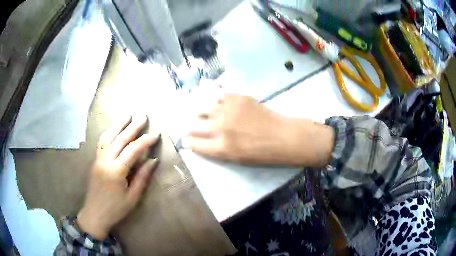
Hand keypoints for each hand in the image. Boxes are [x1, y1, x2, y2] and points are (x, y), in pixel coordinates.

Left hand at [77, 115, 159, 239]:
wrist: (95, 214)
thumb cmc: (116, 209)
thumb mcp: (132, 197)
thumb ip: (142, 177)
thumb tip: (153, 160)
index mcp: (116, 171)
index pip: (133, 150)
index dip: (145, 141)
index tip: (156, 134)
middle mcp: (106, 161)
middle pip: (120, 139)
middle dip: (133, 127)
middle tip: (143, 117)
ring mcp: (99, 159)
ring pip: (108, 137)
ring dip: (118, 125)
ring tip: (127, 115)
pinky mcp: (95, 161)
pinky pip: (101, 143)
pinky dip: (108, 133)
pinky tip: (112, 128)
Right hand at [184, 95, 333, 166]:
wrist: (284, 136)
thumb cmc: (262, 153)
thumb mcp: (237, 159)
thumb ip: (217, 150)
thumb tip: (200, 141)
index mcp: (223, 148)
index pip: (195, 143)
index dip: (188, 141)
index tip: (186, 139)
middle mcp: (223, 127)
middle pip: (195, 124)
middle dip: (191, 126)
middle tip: (193, 125)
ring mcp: (230, 110)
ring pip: (204, 107)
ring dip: (201, 111)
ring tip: (203, 112)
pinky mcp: (239, 98)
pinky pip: (219, 96)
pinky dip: (216, 100)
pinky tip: (217, 103)